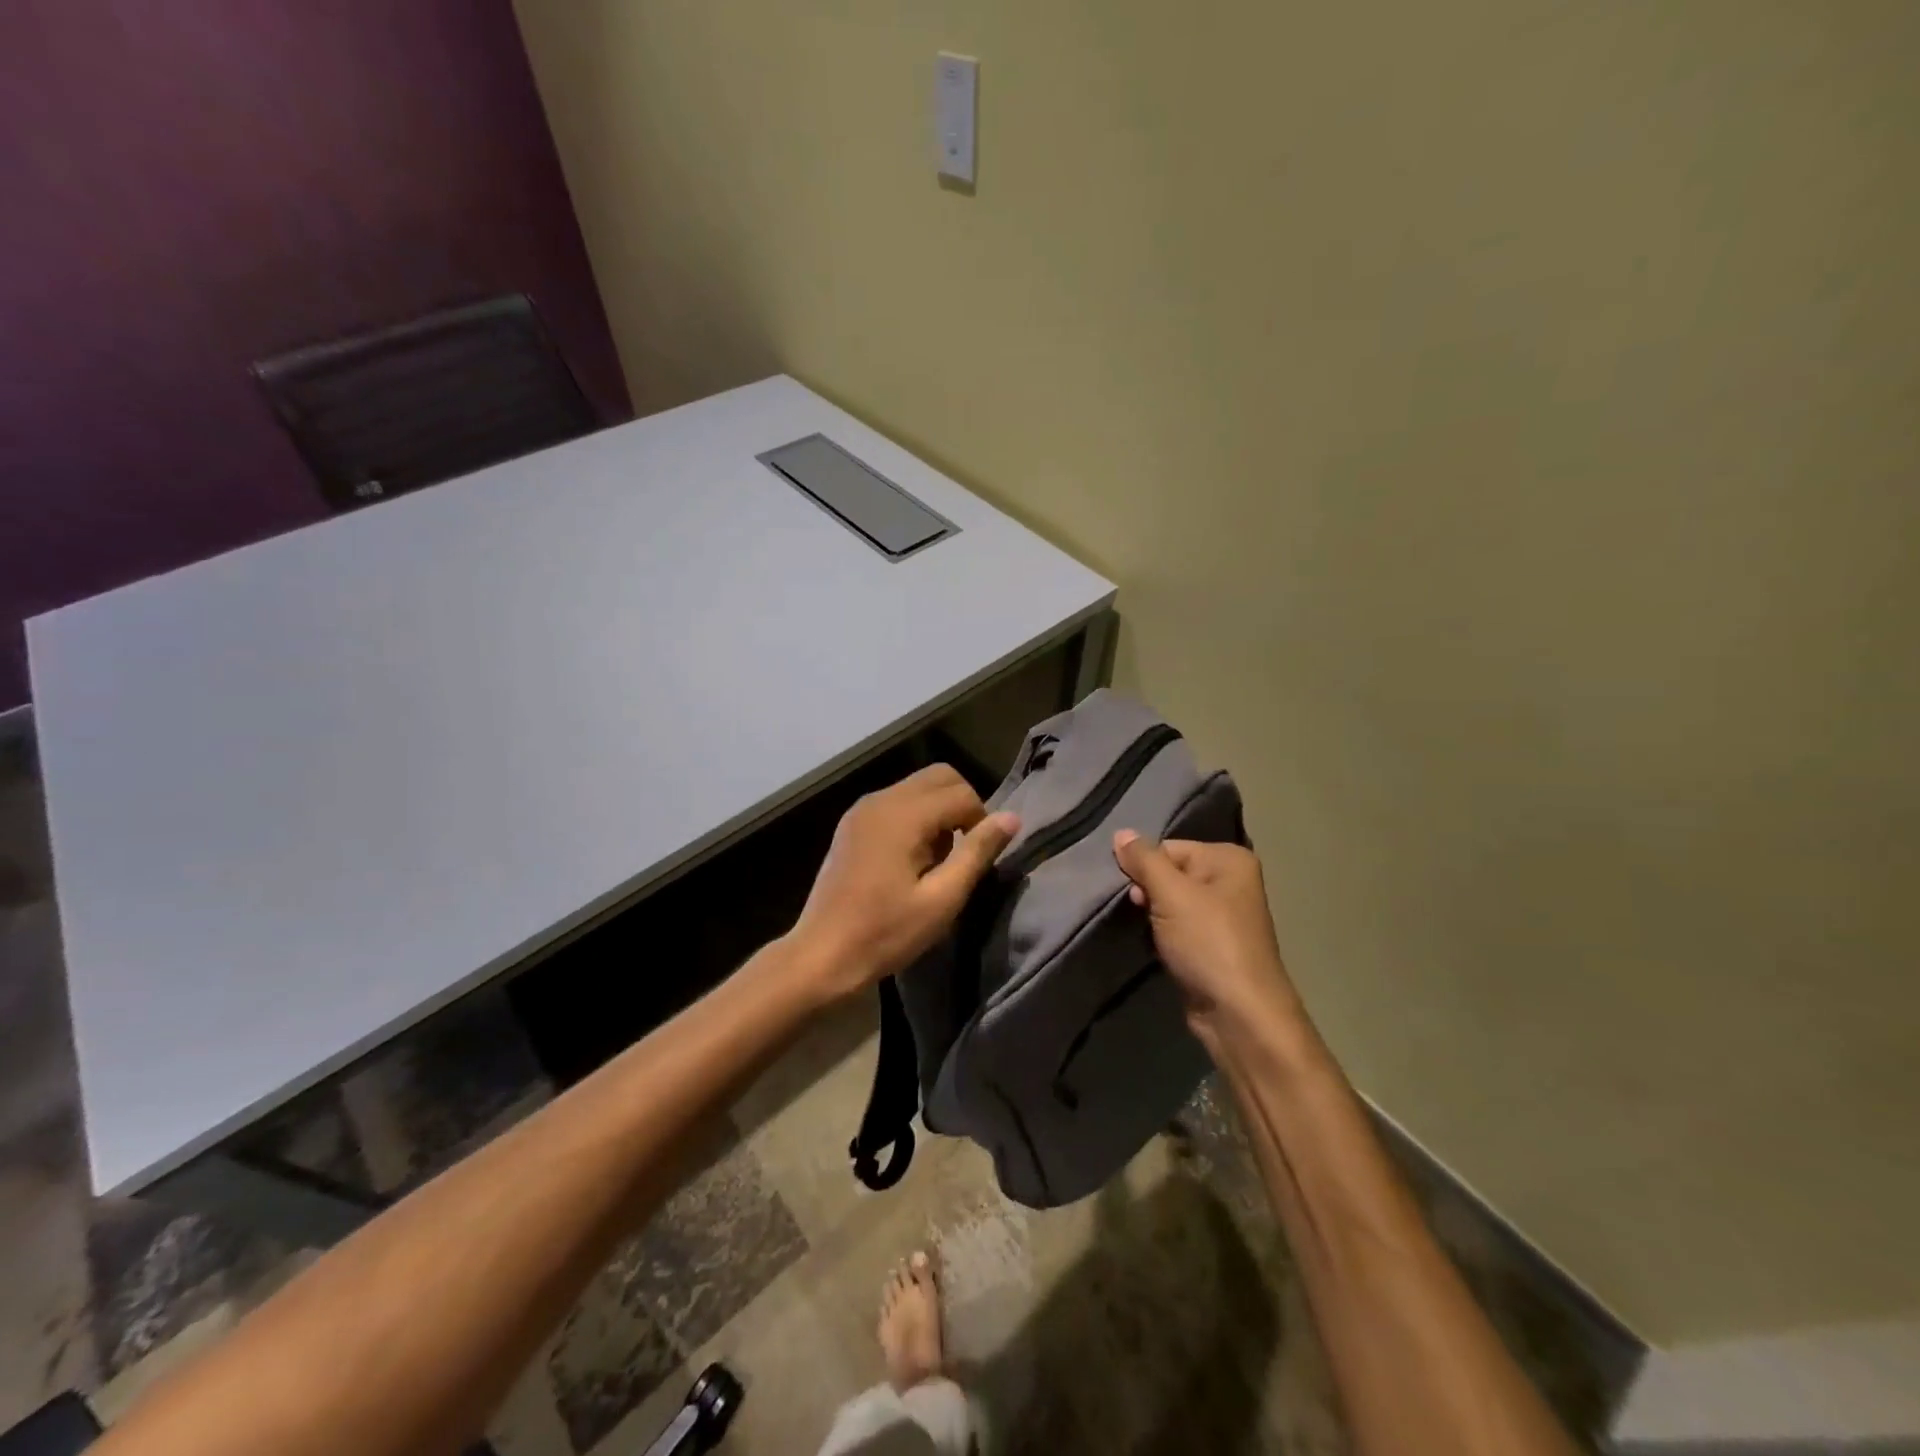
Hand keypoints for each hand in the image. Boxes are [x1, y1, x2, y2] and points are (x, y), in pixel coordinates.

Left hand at [788, 765, 1018, 1000]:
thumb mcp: (942, 899)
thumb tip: (1011, 818)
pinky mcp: (852, 822)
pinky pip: (897, 801)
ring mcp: (862, 808)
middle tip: (961, 853)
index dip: (981, 822)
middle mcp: (881, 799)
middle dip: (962, 806)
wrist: (822, 954)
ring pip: (918, 786)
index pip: (962, 793)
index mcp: (903, 815)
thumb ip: (977, 853)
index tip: (975, 860)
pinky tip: (910, 859)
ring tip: (935, 860)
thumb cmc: (886, 933)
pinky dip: (915, 816)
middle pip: (940, 776)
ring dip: (939, 811)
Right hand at [1112, 831, 1302, 1048]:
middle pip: (1170, 872)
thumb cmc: (1208, 943)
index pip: (1169, 847)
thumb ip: (1144, 860)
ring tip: (1144, 929)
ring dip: (1151, 914)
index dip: (1145, 866)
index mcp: (1229, 859)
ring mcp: (1222, 916)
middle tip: (1137, 910)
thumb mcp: (1171, 894)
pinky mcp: (1211, 945)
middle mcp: (1230, 881)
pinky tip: (1154, 944)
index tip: (1132, 890)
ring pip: (1170, 902)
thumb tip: (1120, 833)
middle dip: (1147, 890)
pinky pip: (1176, 927)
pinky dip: (1161, 933)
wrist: (1238, 1013)